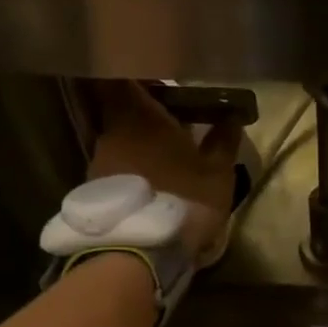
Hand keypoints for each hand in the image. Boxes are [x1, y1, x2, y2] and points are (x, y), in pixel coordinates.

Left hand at [86, 82, 242, 260]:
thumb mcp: (218, 172)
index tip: (159, 81)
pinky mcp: (95, 191)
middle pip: (121, 110)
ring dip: (138, 146)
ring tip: (165, 161)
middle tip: (172, 124)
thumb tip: (232, 116)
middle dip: (144, 115)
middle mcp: (111, 131)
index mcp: (139, 114)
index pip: (121, 76)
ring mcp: (98, 162)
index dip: (136, 75)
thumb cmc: (184, 199)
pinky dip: (130, 171)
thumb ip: (224, 141)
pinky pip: (115, 169)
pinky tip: (151, 186)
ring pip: (119, 141)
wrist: (141, 251)